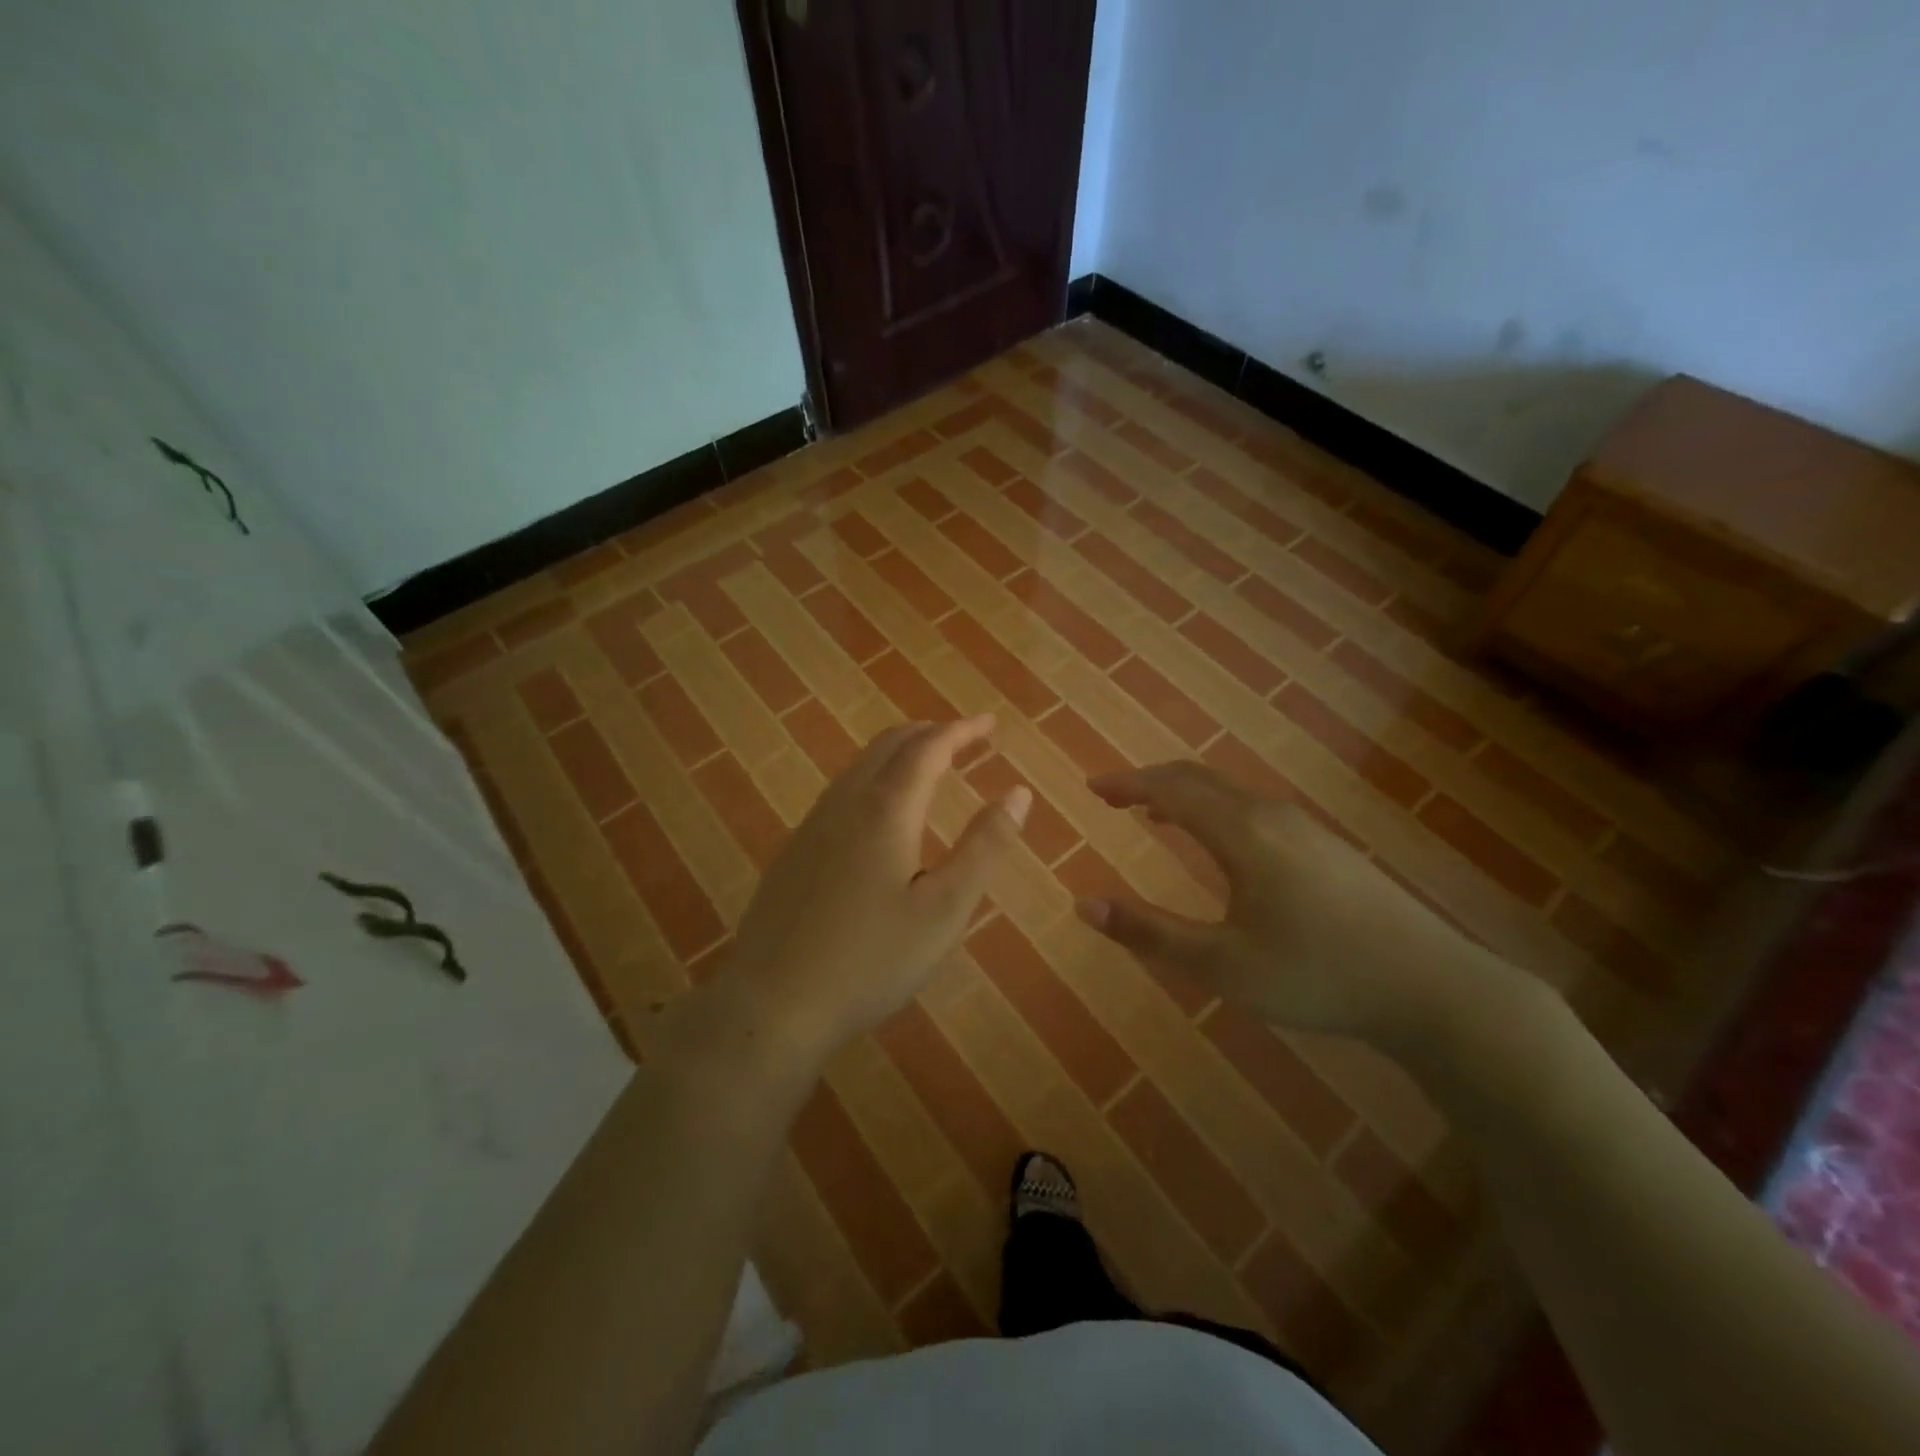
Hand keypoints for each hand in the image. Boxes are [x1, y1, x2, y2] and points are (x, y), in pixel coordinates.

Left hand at [715, 716, 1029, 1068]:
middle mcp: (845, 803)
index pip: (929, 748)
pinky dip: (873, 778)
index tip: (989, 724)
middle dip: (930, 733)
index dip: (962, 731)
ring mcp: (812, 826)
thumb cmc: (871, 960)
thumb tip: (1018, 793)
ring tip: (928, 764)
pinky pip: (841, 792)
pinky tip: (879, 812)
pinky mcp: (793, 851)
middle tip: (964, 739)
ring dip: (899, 753)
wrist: (772, 1003)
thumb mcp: (945, 910)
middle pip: (889, 745)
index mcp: (886, 810)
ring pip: (860, 766)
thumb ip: (984, 847)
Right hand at [1077, 761, 1519, 1054]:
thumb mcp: (1221, 965)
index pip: (1170, 789)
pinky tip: (1221, 842)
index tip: (1093, 788)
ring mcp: (1305, 828)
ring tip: (1155, 812)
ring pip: (1230, 792)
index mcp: (1241, 833)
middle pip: (1200, 778)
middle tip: (1115, 795)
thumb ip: (1149, 933)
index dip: (1127, 784)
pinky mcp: (1327, 846)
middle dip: (1151, 781)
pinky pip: (1254, 808)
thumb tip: (1083, 903)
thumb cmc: (1315, 974)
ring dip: (1186, 794)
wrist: (1432, 988)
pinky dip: (1217, 808)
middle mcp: (1271, 815)